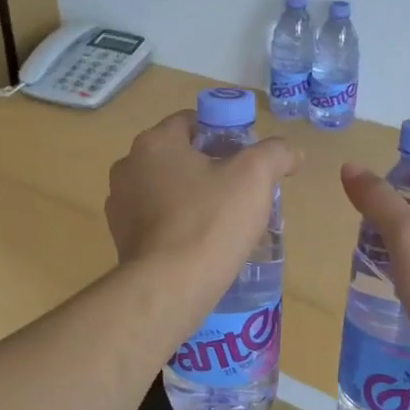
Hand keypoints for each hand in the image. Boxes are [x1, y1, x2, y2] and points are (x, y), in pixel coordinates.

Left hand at [107, 112, 298, 298]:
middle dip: (208, 167)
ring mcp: (119, 203)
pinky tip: (198, 243)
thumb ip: (275, 153)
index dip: (223, 134)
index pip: (192, 122)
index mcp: (154, 142)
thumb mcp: (255, 177)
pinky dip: (175, 223)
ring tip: (222, 220)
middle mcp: (128, 166)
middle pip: (178, 155)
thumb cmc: (210, 222)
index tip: (246, 158)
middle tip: (240, 190)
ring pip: (165, 188)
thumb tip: (290, 153)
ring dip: (190, 197)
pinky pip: (154, 219)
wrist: (169, 287)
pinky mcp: (120, 237)